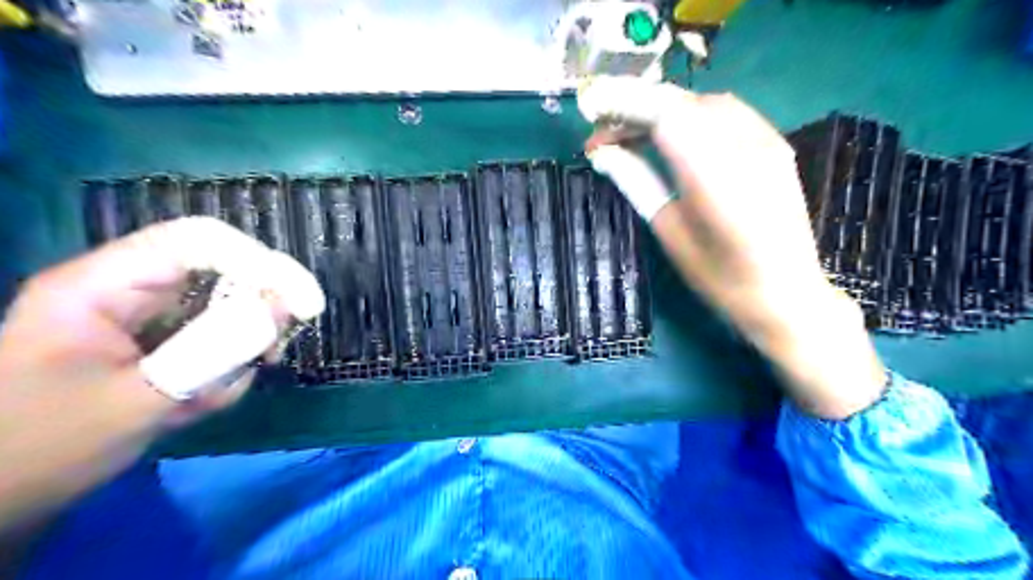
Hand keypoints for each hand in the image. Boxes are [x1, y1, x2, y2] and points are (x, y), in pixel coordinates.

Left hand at [1, 215, 321, 538]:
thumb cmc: (45, 448)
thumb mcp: (138, 400)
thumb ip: (214, 351)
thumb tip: (281, 307)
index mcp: (101, 286)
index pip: (197, 242)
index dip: (257, 261)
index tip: (301, 302)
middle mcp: (126, 289)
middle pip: (217, 270)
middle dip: (255, 310)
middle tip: (274, 350)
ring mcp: (141, 316)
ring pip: (222, 307)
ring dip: (238, 346)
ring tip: (219, 391)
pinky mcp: (155, 341)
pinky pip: (211, 337)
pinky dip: (223, 366)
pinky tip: (202, 401)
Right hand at [579, 78, 887, 421]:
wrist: (786, 294)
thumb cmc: (720, 277)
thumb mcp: (669, 231)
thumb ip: (637, 182)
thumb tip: (602, 154)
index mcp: (713, 174)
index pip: (664, 113)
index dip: (623, 105)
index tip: (591, 117)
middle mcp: (744, 144)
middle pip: (682, 101)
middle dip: (637, 107)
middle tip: (606, 135)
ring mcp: (766, 140)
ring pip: (703, 102)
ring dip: (663, 109)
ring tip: (633, 135)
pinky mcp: (775, 144)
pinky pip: (726, 113)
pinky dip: (690, 115)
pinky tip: (674, 137)